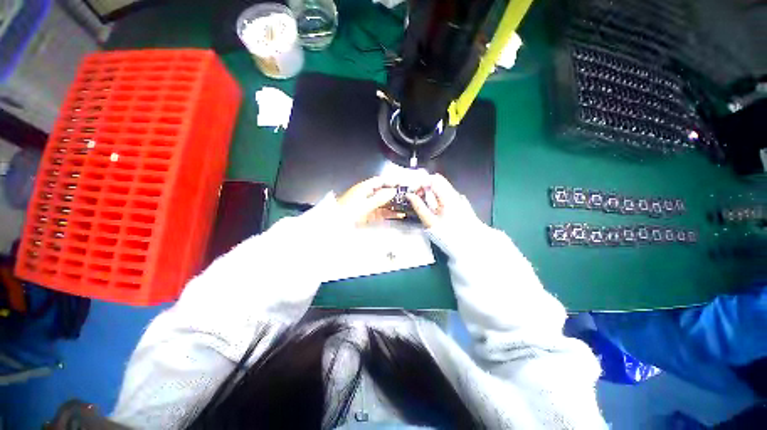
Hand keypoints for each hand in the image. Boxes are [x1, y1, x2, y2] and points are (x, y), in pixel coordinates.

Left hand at [337, 177, 403, 224]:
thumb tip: (393, 191)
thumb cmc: (348, 212)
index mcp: (364, 188)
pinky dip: (389, 213)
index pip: (380, 181)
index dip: (391, 181)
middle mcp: (366, 195)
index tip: (402, 184)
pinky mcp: (368, 214)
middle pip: (383, 192)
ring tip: (406, 207)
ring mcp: (367, 205)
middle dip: (395, 194)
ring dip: (393, 205)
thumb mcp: (365, 204)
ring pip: (383, 203)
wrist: (335, 225)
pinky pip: (381, 212)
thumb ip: (380, 198)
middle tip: (407, 197)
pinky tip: (398, 215)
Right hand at [405, 174, 476, 228]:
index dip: (421, 183)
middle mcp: (455, 194)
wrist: (468, 245)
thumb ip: (418, 206)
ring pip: (443, 187)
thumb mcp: (429, 221)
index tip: (414, 192)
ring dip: (432, 191)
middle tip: (417, 196)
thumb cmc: (447, 234)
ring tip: (425, 203)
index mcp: (447, 196)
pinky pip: (448, 194)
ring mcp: (460, 198)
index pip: (433, 180)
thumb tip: (409, 195)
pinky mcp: (462, 204)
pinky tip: (436, 207)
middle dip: (426, 186)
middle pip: (439, 181)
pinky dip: (439, 196)